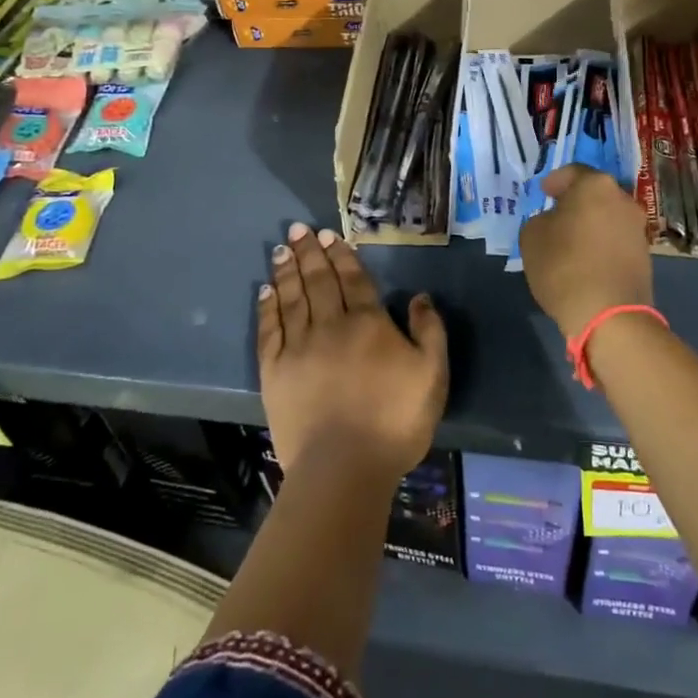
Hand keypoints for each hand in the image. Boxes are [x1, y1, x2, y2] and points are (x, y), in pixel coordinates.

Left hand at [257, 222, 447, 482]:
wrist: (344, 468)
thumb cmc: (395, 421)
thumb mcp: (432, 374)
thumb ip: (430, 331)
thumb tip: (420, 297)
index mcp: (368, 323)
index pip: (352, 279)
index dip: (341, 255)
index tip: (328, 235)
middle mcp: (330, 325)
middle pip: (318, 280)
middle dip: (309, 252)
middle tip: (297, 229)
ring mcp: (298, 347)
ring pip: (292, 298)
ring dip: (287, 271)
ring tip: (281, 249)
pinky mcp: (274, 372)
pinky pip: (269, 330)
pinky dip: (267, 307)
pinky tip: (265, 291)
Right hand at [519, 164, 654, 341]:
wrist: (608, 314)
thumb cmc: (564, 265)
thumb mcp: (531, 236)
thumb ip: (540, 219)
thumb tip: (553, 221)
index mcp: (595, 185)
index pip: (573, 172)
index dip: (555, 181)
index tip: (543, 193)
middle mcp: (623, 199)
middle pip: (595, 194)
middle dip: (576, 202)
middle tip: (556, 216)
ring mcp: (638, 228)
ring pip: (608, 217)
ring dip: (591, 224)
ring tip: (571, 241)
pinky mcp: (645, 255)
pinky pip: (616, 240)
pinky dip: (602, 244)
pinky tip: (587, 260)